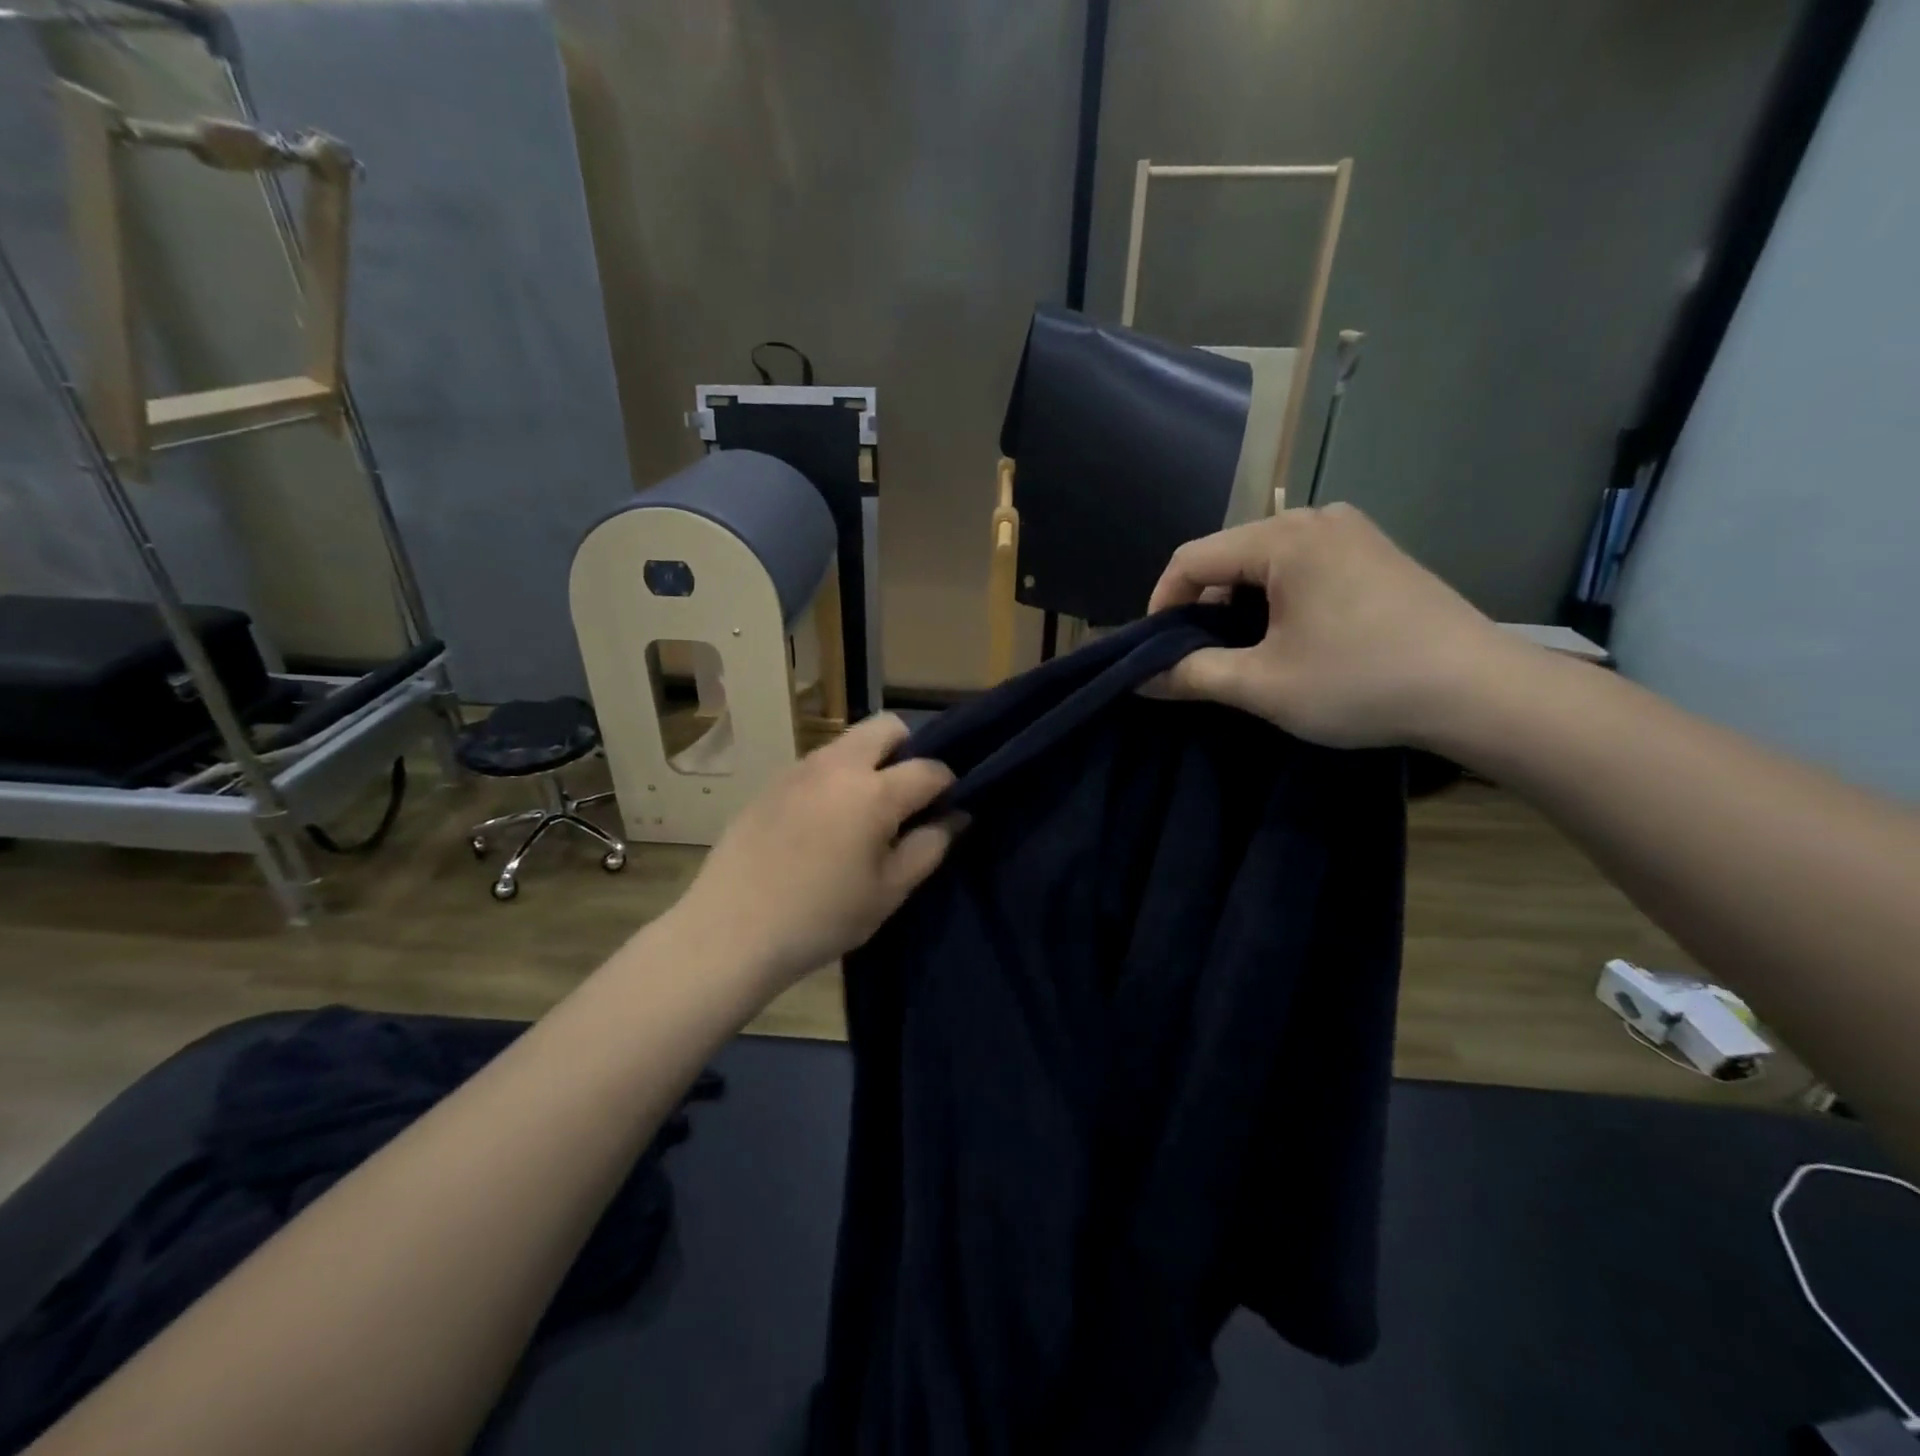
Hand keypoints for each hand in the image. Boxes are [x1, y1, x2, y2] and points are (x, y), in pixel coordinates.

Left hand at [675, 713, 956, 987]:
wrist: (731, 930)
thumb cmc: (821, 917)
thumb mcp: (888, 891)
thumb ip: (929, 847)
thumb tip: (956, 816)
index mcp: (874, 792)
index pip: (929, 767)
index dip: (948, 784)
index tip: (948, 807)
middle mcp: (837, 765)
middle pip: (886, 727)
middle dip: (909, 749)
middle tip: (906, 796)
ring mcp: (799, 769)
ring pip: (848, 742)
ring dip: (869, 761)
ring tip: (864, 812)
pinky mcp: (771, 783)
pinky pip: (817, 764)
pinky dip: (835, 777)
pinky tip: (824, 823)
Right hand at [1146, 503, 1518, 748]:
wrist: (1480, 691)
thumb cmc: (1360, 682)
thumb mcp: (1262, 685)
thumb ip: (1192, 674)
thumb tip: (1139, 678)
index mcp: (1284, 539)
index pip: (1192, 559)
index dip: (1161, 605)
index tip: (1156, 653)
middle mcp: (1316, 518)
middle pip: (1228, 557)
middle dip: (1202, 608)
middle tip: (1200, 659)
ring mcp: (1352, 532)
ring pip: (1265, 563)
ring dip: (1240, 607)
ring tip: (1243, 653)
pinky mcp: (1376, 552)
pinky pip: (1302, 566)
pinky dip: (1277, 599)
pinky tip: (1290, 638)